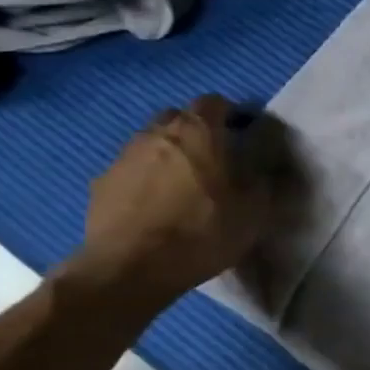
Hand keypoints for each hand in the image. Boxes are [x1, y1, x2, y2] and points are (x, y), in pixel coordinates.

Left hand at [63, 96, 278, 307]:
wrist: (132, 267)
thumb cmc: (203, 231)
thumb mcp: (254, 210)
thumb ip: (264, 180)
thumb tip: (268, 166)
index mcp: (198, 131)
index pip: (215, 102)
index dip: (231, 115)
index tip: (242, 136)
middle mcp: (157, 133)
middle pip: (178, 118)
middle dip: (195, 132)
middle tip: (213, 161)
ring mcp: (124, 157)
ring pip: (152, 144)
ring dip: (168, 157)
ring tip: (182, 189)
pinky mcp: (101, 184)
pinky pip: (131, 172)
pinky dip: (144, 182)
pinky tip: (155, 209)